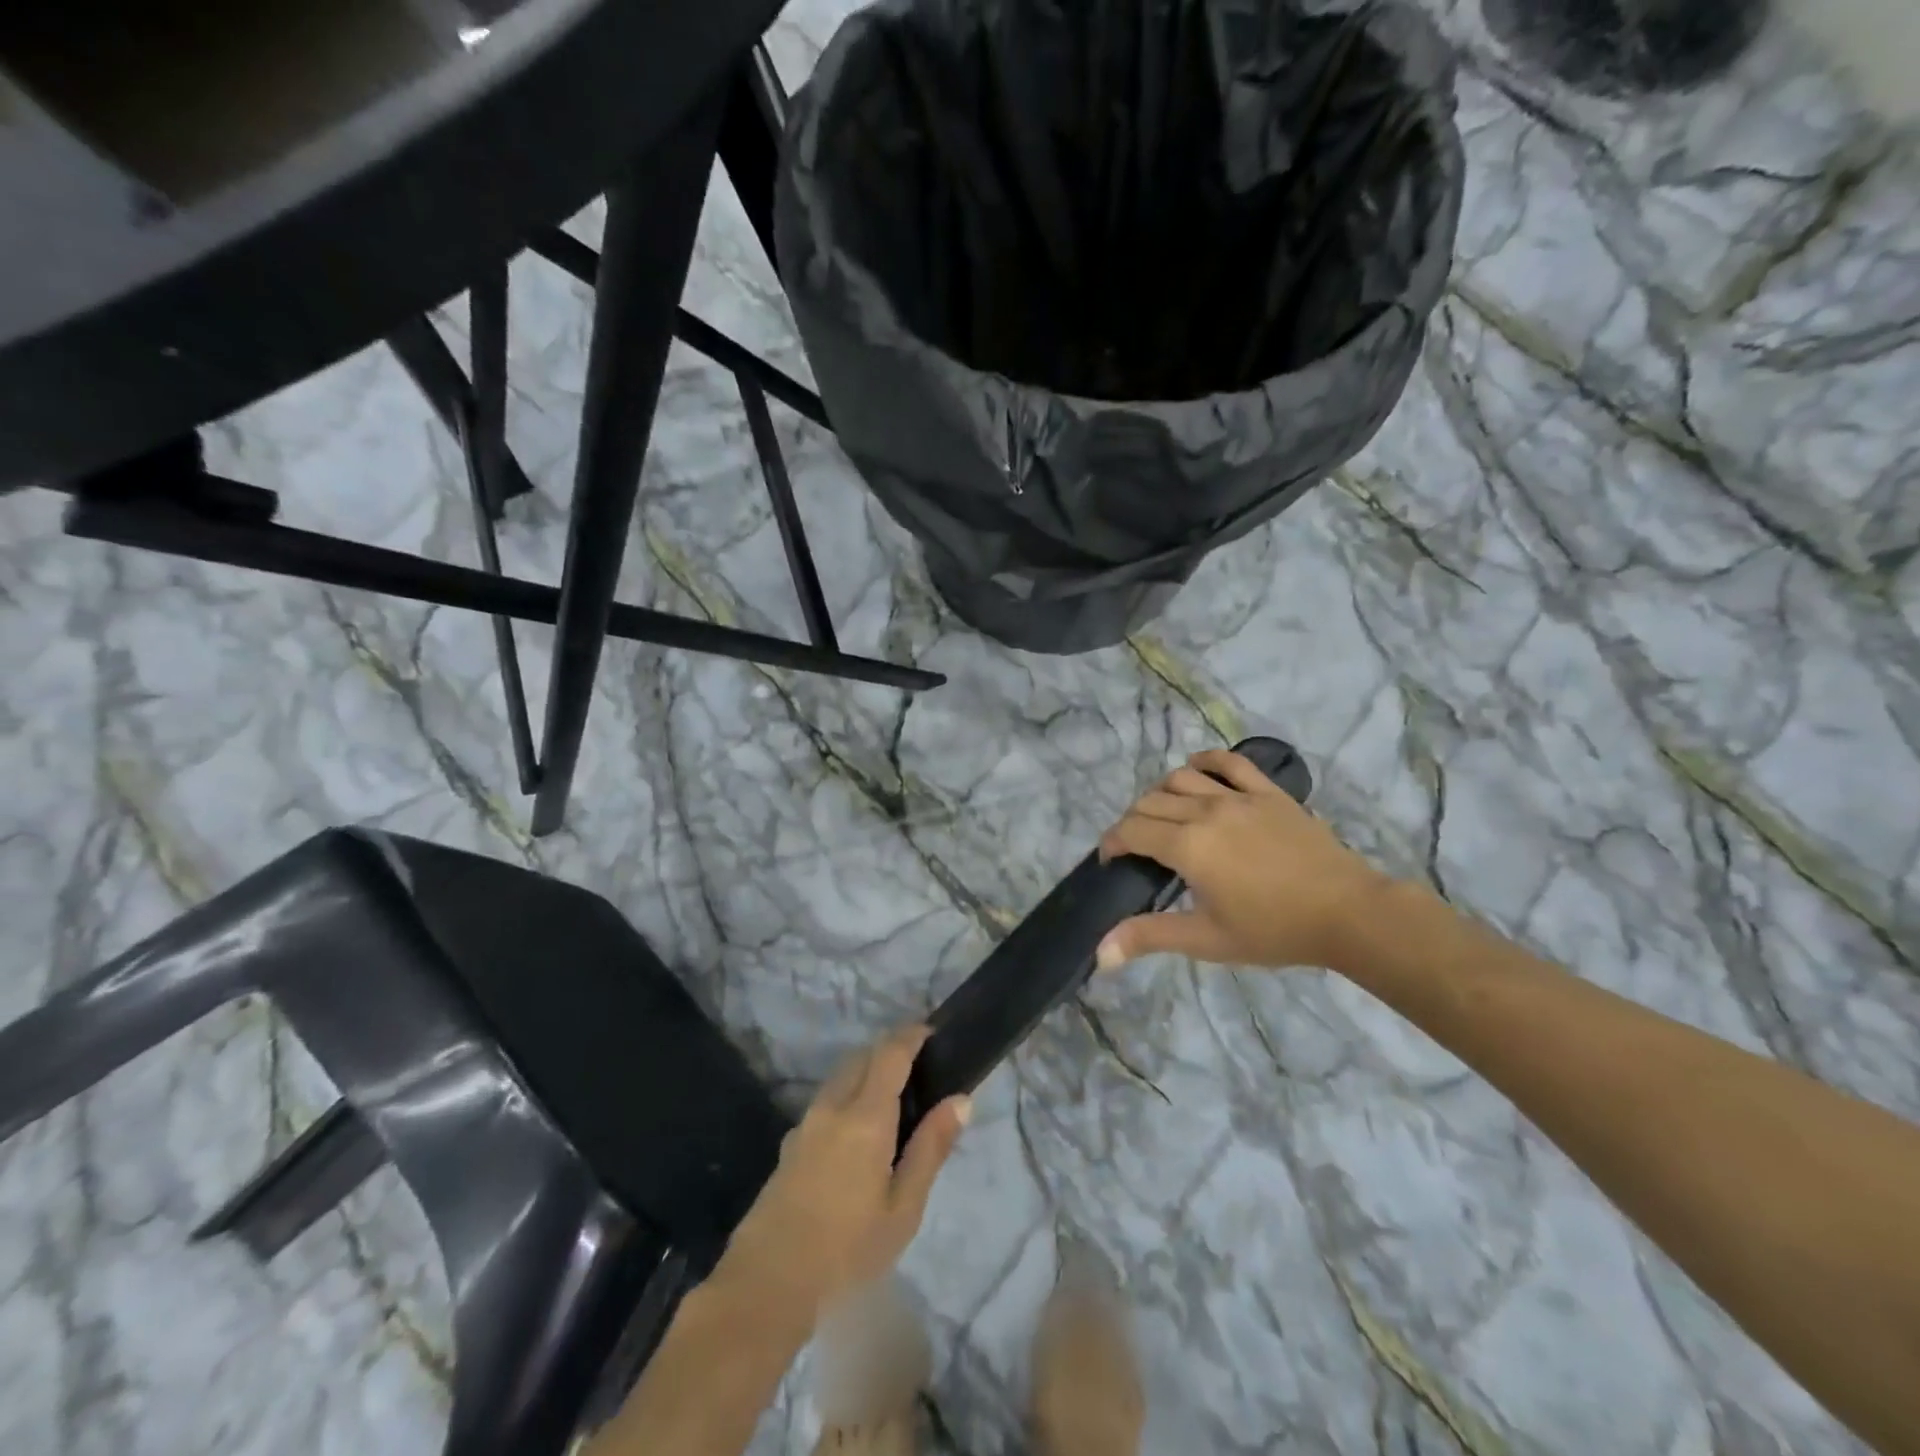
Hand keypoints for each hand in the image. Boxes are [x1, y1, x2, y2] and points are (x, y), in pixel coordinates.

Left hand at [720, 1025, 970, 1319]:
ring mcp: (806, 1122)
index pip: (890, 1052)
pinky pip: (826, 1099)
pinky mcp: (791, 1142)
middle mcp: (833, 1106)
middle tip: (920, 1069)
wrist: (767, 1283)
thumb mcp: (903, 1208)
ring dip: (867, 1071)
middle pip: (862, 1056)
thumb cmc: (847, 1249)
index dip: (912, 1035)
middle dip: (890, 1050)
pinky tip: (859, 1133)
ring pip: (841, 1076)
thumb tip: (960, 1099)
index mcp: (865, 1116)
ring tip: (894, 1100)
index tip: (933, 1033)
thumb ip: (931, 1148)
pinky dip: (849, 1094)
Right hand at [1095, 747, 1388, 971]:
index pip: (1131, 830)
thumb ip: (1149, 937)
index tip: (1112, 861)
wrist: (1347, 913)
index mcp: (1188, 846)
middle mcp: (1205, 810)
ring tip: (1164, 817)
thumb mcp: (1207, 939)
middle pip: (1150, 802)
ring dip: (1161, 794)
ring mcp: (1238, 796)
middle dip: (1132, 822)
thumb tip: (1100, 955)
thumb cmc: (1274, 930)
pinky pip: (1229, 762)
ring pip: (1180, 778)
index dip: (1112, 843)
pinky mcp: (1267, 792)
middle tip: (1138, 849)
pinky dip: (1205, 761)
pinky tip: (1197, 771)